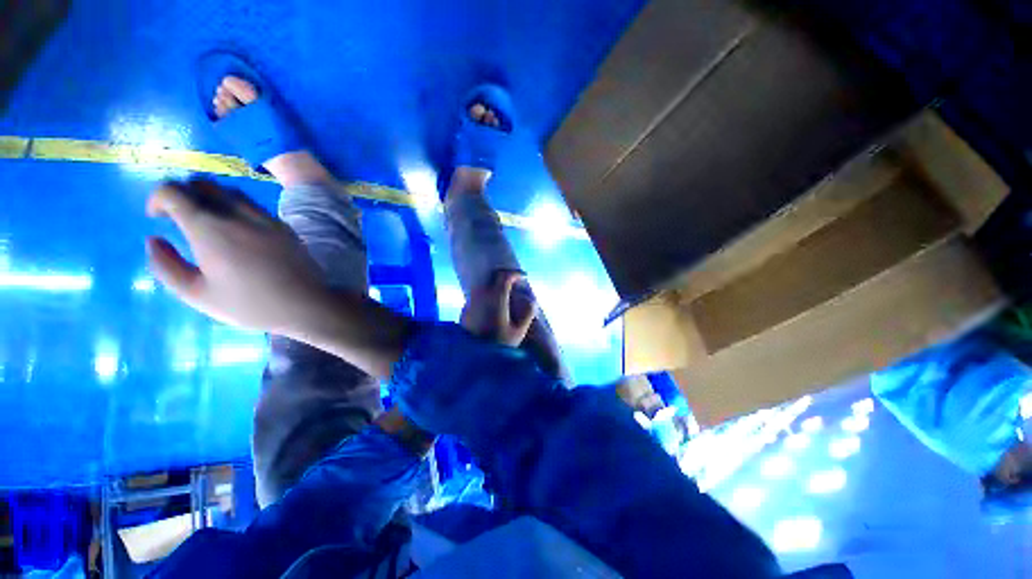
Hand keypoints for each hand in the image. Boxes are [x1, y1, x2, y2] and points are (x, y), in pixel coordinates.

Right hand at [145, 179, 329, 334]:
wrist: (307, 303)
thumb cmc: (250, 304)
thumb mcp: (197, 294)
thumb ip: (166, 266)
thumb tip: (152, 239)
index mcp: (209, 228)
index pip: (173, 190)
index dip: (157, 197)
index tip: (157, 217)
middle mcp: (237, 214)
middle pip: (202, 183)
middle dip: (183, 193)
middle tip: (180, 218)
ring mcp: (265, 217)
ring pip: (230, 190)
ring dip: (211, 198)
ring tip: (209, 223)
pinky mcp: (284, 225)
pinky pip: (253, 204)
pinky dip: (236, 206)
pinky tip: (238, 230)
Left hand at [460, 271, 536, 346]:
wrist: (471, 358)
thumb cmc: (498, 345)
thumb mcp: (519, 331)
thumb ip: (528, 313)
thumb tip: (532, 301)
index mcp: (496, 298)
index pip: (505, 276)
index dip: (516, 274)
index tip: (524, 277)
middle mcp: (481, 295)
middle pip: (494, 277)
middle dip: (507, 276)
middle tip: (516, 280)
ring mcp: (471, 302)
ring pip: (485, 285)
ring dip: (496, 285)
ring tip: (506, 294)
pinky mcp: (465, 310)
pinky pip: (478, 296)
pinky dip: (487, 294)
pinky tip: (493, 306)